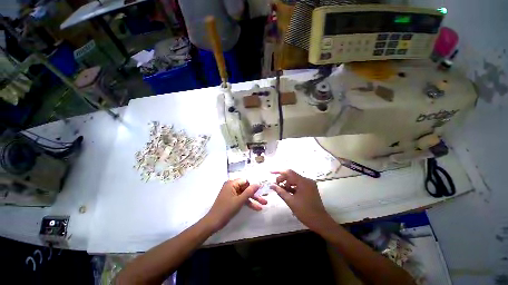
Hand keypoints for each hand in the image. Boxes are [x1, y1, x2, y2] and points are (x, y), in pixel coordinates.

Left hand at [205, 179, 266, 230]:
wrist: (213, 222)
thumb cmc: (226, 210)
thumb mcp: (240, 200)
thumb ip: (249, 191)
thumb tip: (258, 183)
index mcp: (231, 183)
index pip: (245, 181)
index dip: (254, 185)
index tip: (262, 190)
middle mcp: (231, 186)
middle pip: (246, 188)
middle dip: (255, 195)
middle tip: (264, 200)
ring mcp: (232, 193)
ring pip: (245, 194)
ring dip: (253, 200)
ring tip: (263, 205)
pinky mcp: (232, 199)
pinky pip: (241, 199)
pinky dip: (248, 203)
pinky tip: (256, 208)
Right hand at [270, 170, 333, 232]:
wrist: (320, 222)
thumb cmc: (305, 212)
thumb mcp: (290, 201)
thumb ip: (280, 191)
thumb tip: (271, 185)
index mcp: (303, 181)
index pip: (289, 172)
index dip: (279, 172)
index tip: (271, 173)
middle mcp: (307, 180)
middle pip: (291, 175)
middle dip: (282, 179)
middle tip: (276, 186)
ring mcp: (309, 184)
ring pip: (295, 180)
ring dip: (287, 183)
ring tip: (281, 191)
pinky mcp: (310, 188)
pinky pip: (299, 184)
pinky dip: (292, 187)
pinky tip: (287, 192)